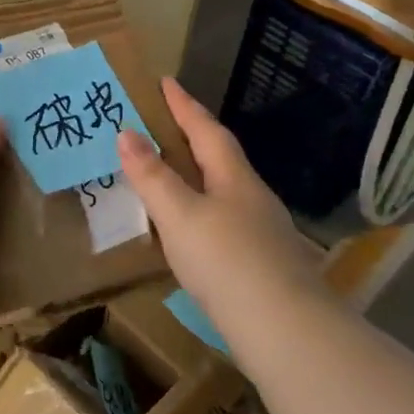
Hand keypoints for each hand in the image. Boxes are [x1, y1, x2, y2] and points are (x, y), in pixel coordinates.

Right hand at [116, 78, 322, 324]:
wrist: (287, 332)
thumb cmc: (227, 261)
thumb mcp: (179, 215)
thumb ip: (152, 176)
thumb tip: (126, 132)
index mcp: (233, 177)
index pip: (205, 129)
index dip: (183, 105)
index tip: (166, 81)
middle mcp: (253, 197)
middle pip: (221, 157)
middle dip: (193, 137)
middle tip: (164, 124)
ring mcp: (264, 232)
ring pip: (226, 191)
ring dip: (199, 177)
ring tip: (172, 176)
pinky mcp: (265, 266)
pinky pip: (227, 222)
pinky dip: (204, 213)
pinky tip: (194, 233)